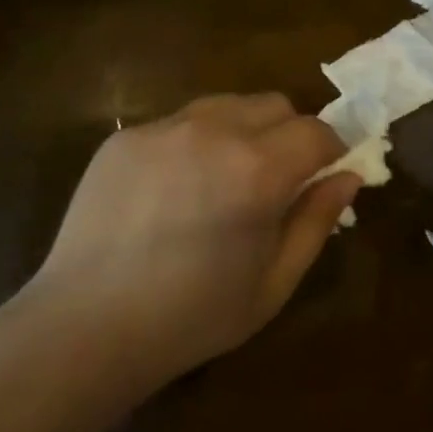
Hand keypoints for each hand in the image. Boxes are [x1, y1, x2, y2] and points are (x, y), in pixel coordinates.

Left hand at [28, 94, 359, 386]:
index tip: (325, 174)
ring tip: (222, 179)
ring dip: (242, 130)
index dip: (330, 150)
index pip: (316, 131)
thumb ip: (316, 221)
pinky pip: (178, 122)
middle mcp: (213, 131)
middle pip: (274, 104)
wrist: (85, 327)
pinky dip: (193, 143)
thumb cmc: (191, 317)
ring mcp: (164, 127)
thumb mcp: (272, 283)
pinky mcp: (127, 135)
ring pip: (226, 105)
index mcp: (257, 170)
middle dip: (289, 133)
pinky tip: (173, 189)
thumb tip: (347, 176)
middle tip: (275, 180)